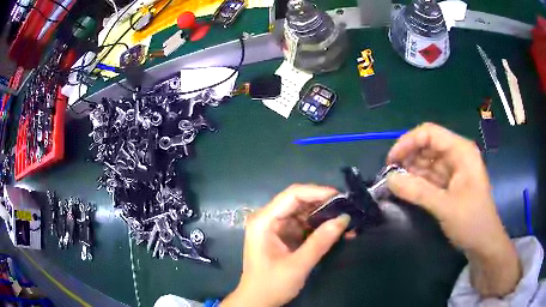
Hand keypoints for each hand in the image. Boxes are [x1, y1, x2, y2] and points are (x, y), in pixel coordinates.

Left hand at [221, 184, 350, 306]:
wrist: (257, 301)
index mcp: (264, 221)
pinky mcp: (282, 236)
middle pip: (299, 201)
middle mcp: (268, 218)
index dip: (318, 192)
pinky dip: (319, 227)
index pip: (293, 195)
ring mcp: (275, 227)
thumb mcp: (298, 265)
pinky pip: (303, 225)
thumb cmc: (271, 284)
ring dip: (324, 216)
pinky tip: (337, 231)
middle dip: (324, 204)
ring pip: (303, 213)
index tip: (341, 197)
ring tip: (347, 220)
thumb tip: (344, 219)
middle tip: (348, 209)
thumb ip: (320, 242)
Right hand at [386, 123, 520, 296]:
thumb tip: (389, 179)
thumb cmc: (471, 222)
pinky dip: (418, 181)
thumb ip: (417, 191)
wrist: (484, 243)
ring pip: (428, 161)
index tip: (391, 161)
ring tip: (395, 184)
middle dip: (408, 157)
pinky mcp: (451, 183)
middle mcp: (457, 155)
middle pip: (427, 145)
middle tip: (390, 175)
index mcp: (461, 151)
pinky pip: (431, 176)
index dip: (408, 142)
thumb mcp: (445, 206)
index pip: (430, 133)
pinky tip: (406, 189)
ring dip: (411, 170)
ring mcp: (454, 169)